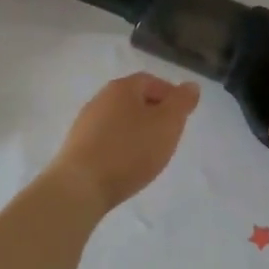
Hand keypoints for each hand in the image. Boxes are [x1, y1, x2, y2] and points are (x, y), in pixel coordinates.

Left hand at [46, 73, 201, 211]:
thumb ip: (182, 102)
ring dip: (137, 131)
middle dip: (154, 114)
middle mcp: (100, 99)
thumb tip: (190, 86)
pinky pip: (107, 139)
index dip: (170, 95)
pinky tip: (127, 165)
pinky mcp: (77, 146)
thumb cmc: (130, 150)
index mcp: (122, 88)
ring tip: (150, 153)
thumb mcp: (167, 124)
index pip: (151, 81)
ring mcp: (85, 123)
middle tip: (170, 135)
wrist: (80, 186)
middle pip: (134, 100)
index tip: (183, 116)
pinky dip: (121, 146)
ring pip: (120, 120)